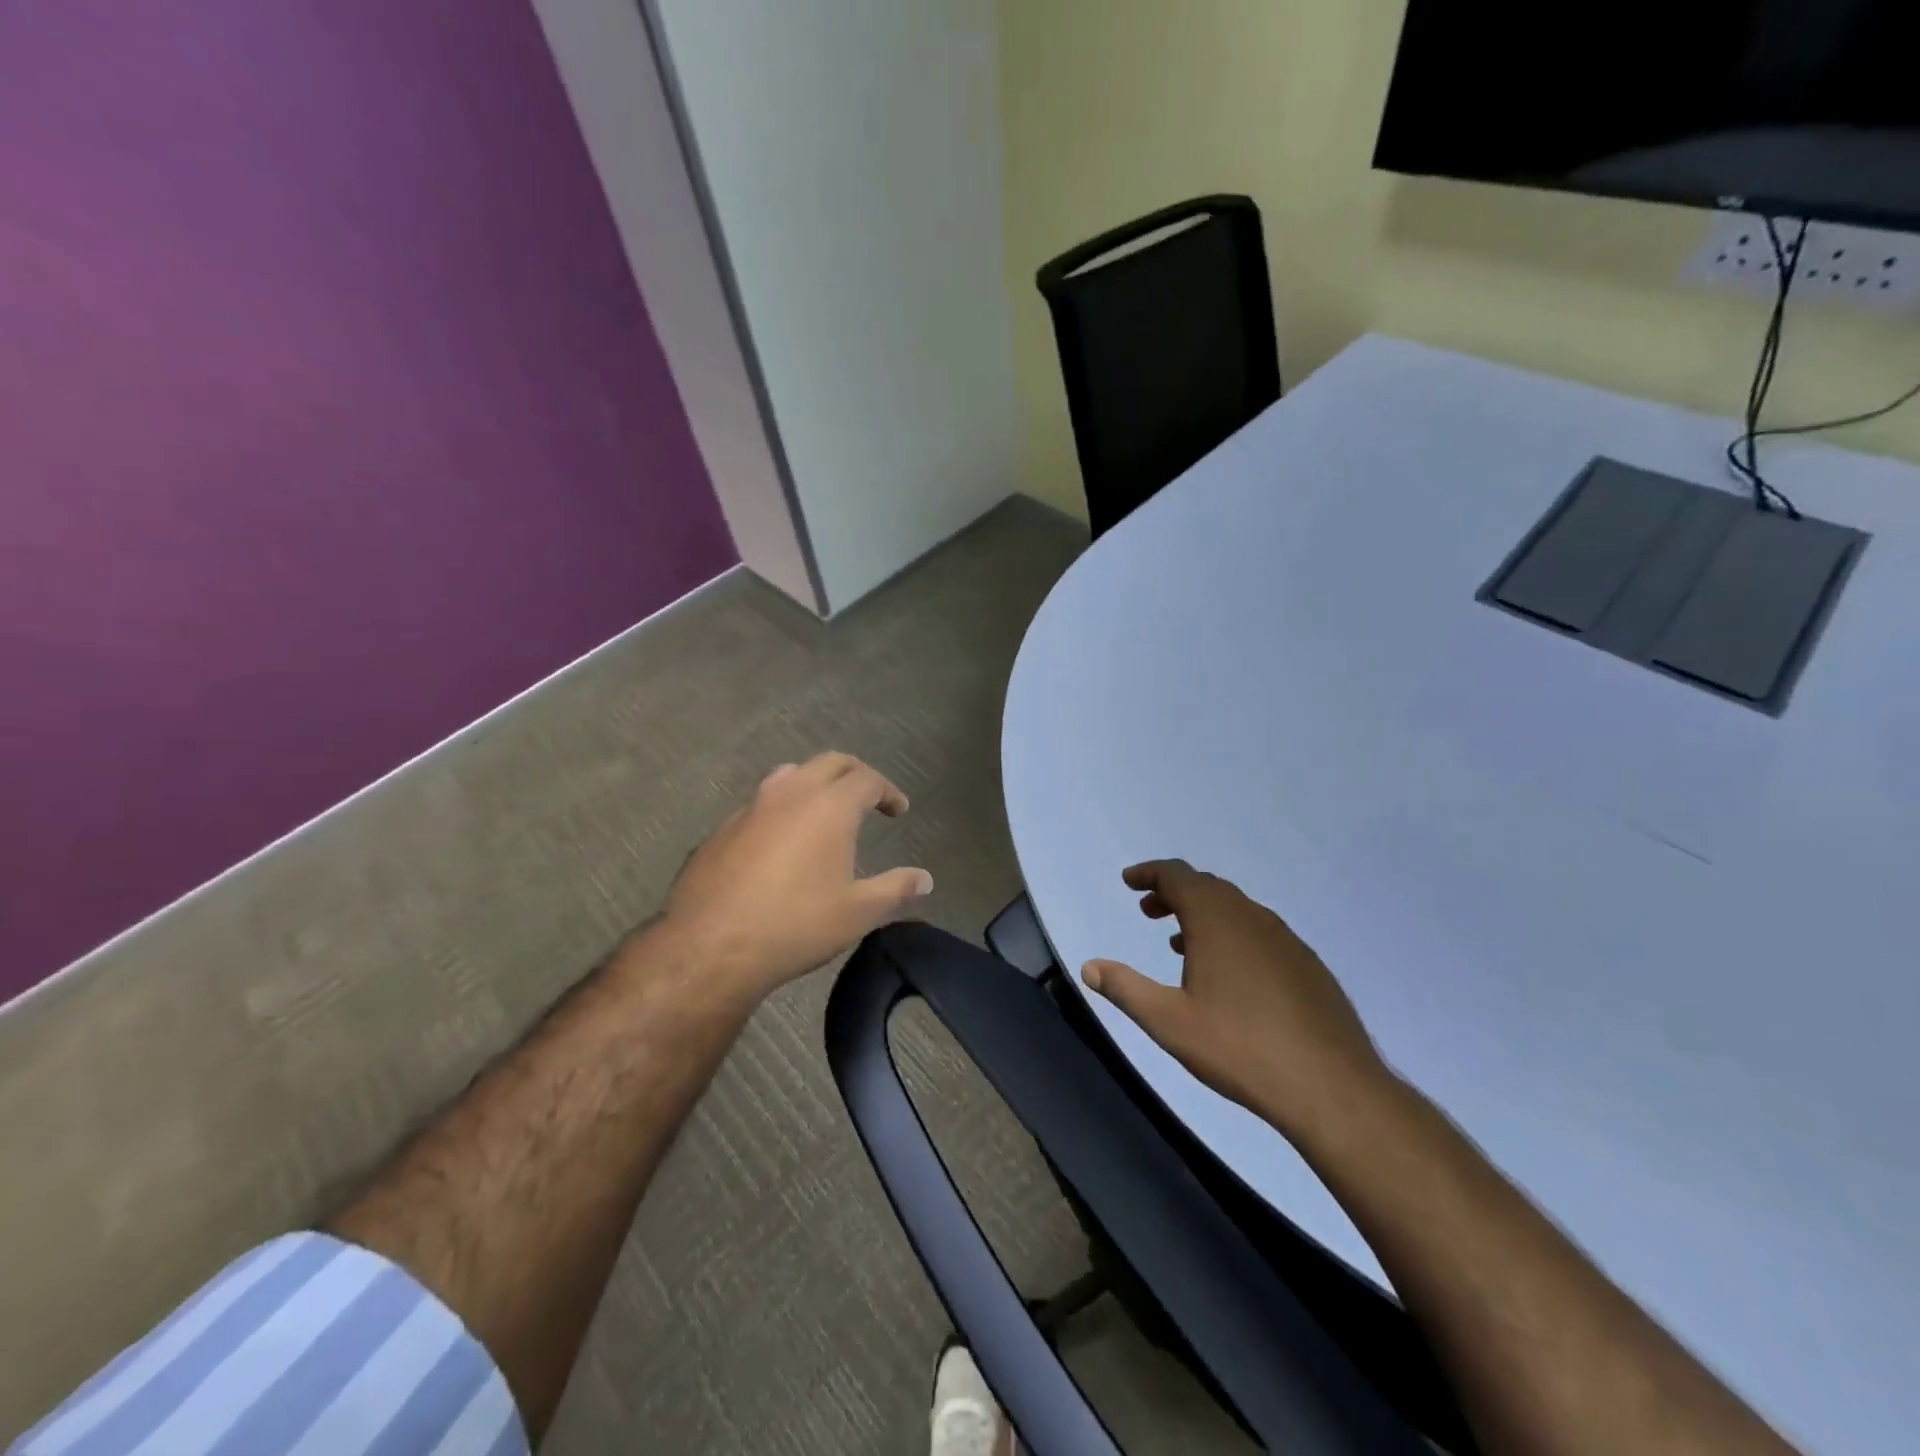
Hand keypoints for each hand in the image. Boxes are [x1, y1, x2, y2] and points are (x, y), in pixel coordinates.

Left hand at [656, 753, 933, 999]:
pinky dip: (781, 809)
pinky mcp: (722, 828)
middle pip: (830, 763)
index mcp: (830, 806)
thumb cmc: (796, 925)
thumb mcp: (858, 912)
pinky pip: (760, 804)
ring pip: (790, 775)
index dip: (888, 791)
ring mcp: (751, 807)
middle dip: (855, 774)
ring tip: (824, 810)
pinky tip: (781, 842)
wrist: (711, 946)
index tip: (898, 811)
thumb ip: (895, 889)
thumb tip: (925, 879)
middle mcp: (791, 793)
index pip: (868, 779)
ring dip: (814, 783)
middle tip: (869, 797)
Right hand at [1081, 860, 1389, 1136]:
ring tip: (1179, 942)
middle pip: (1206, 887)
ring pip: (1235, 909)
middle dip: (1173, 892)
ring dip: (1202, 914)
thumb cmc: (1240, 1047)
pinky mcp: (1306, 963)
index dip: (1149, 873)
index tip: (1129, 881)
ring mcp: (1284, 938)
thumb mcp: (1169, 1021)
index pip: (1176, 875)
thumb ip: (1125, 988)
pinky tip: (1228, 972)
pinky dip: (1231, 933)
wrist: (1332, 1086)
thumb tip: (1089, 967)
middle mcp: (1250, 916)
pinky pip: (1258, 931)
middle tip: (1149, 910)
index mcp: (1216, 919)